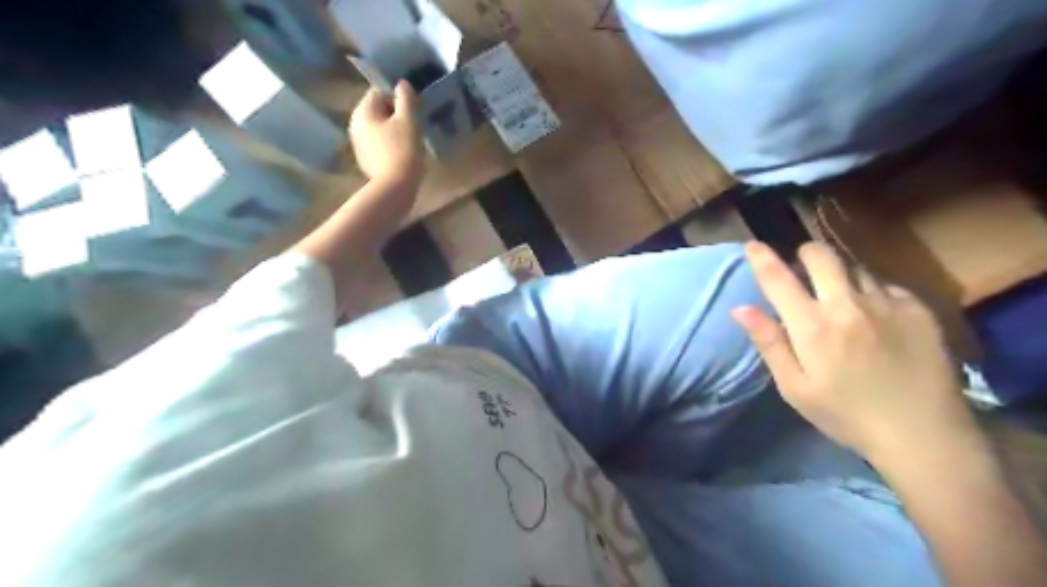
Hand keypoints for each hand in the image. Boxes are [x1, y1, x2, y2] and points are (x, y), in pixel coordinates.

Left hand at [351, 79, 423, 186]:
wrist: (395, 187)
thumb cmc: (403, 149)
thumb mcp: (409, 120)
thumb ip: (406, 98)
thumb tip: (402, 83)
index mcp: (363, 111)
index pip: (379, 92)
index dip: (398, 98)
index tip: (414, 110)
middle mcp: (355, 124)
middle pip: (378, 111)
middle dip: (396, 115)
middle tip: (415, 125)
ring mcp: (358, 144)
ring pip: (378, 128)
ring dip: (393, 130)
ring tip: (411, 140)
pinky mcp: (365, 160)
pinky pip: (378, 144)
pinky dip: (389, 145)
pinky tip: (403, 154)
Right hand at [730, 243, 978, 461]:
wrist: (924, 435)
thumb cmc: (846, 414)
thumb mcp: (795, 387)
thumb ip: (769, 343)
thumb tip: (740, 309)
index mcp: (812, 327)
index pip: (778, 279)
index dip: (761, 258)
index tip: (752, 245)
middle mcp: (848, 305)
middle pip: (821, 256)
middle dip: (805, 254)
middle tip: (802, 268)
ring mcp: (886, 303)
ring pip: (854, 267)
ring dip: (839, 275)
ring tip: (840, 297)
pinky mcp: (918, 309)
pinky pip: (884, 285)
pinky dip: (870, 292)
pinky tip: (874, 316)